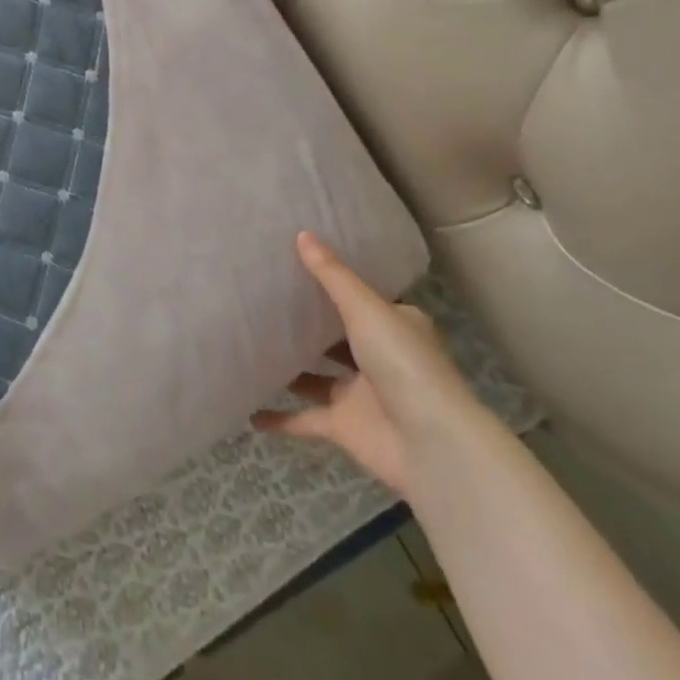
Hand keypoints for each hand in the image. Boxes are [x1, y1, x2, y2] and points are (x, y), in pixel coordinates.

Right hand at [252, 231, 489, 499]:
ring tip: (250, 346)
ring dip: (290, 368)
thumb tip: (302, 234)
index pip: (361, 299)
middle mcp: (378, 357)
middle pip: (336, 337)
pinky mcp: (344, 427)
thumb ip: (332, 276)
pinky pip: (304, 419)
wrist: (431, 445)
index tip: (294, 266)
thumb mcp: (366, 310)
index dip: (333, 284)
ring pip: (317, 377)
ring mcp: (360, 394)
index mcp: (394, 326)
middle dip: (306, 325)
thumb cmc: (404, 364)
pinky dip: (280, 418)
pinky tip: (249, 411)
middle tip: (262, 300)